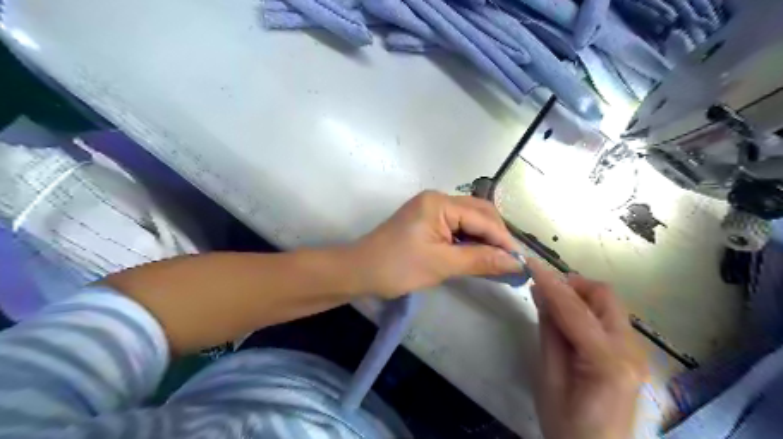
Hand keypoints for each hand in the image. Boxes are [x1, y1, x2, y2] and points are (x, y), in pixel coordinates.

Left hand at [350, 190, 521, 298]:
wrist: (359, 271)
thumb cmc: (397, 267)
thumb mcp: (441, 264)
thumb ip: (480, 260)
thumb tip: (515, 262)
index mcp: (440, 203)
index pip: (482, 218)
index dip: (503, 240)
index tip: (520, 262)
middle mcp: (438, 199)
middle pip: (478, 214)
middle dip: (496, 237)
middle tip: (510, 262)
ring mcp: (431, 209)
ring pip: (469, 220)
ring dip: (484, 239)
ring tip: (498, 261)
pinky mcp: (427, 221)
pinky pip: (457, 227)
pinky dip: (469, 241)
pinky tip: (478, 256)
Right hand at [525, 262, 648, 438]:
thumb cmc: (567, 426)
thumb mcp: (549, 379)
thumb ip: (549, 332)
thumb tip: (542, 293)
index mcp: (609, 361)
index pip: (575, 309)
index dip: (551, 283)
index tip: (531, 263)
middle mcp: (631, 351)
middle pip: (604, 296)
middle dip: (572, 284)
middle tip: (543, 288)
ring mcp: (637, 353)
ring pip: (608, 305)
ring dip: (579, 296)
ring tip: (550, 304)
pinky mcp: (632, 356)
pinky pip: (608, 319)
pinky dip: (586, 310)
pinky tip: (566, 320)